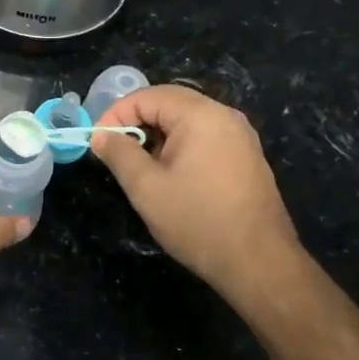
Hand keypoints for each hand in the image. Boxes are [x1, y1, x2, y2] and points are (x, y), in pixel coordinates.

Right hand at [91, 84, 306, 305]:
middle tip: (113, 149)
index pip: (147, 96)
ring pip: (186, 120)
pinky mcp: (246, 156)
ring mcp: (240, 135)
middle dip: (136, 121)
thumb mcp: (146, 188)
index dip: (116, 114)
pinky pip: (204, 136)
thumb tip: (101, 135)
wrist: (260, 264)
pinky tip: (169, 174)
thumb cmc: (198, 221)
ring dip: (157, 134)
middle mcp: (224, 115)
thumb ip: (119, 154)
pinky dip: (179, 145)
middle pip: (169, 102)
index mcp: (201, 115)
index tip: (98, 142)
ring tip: (137, 163)